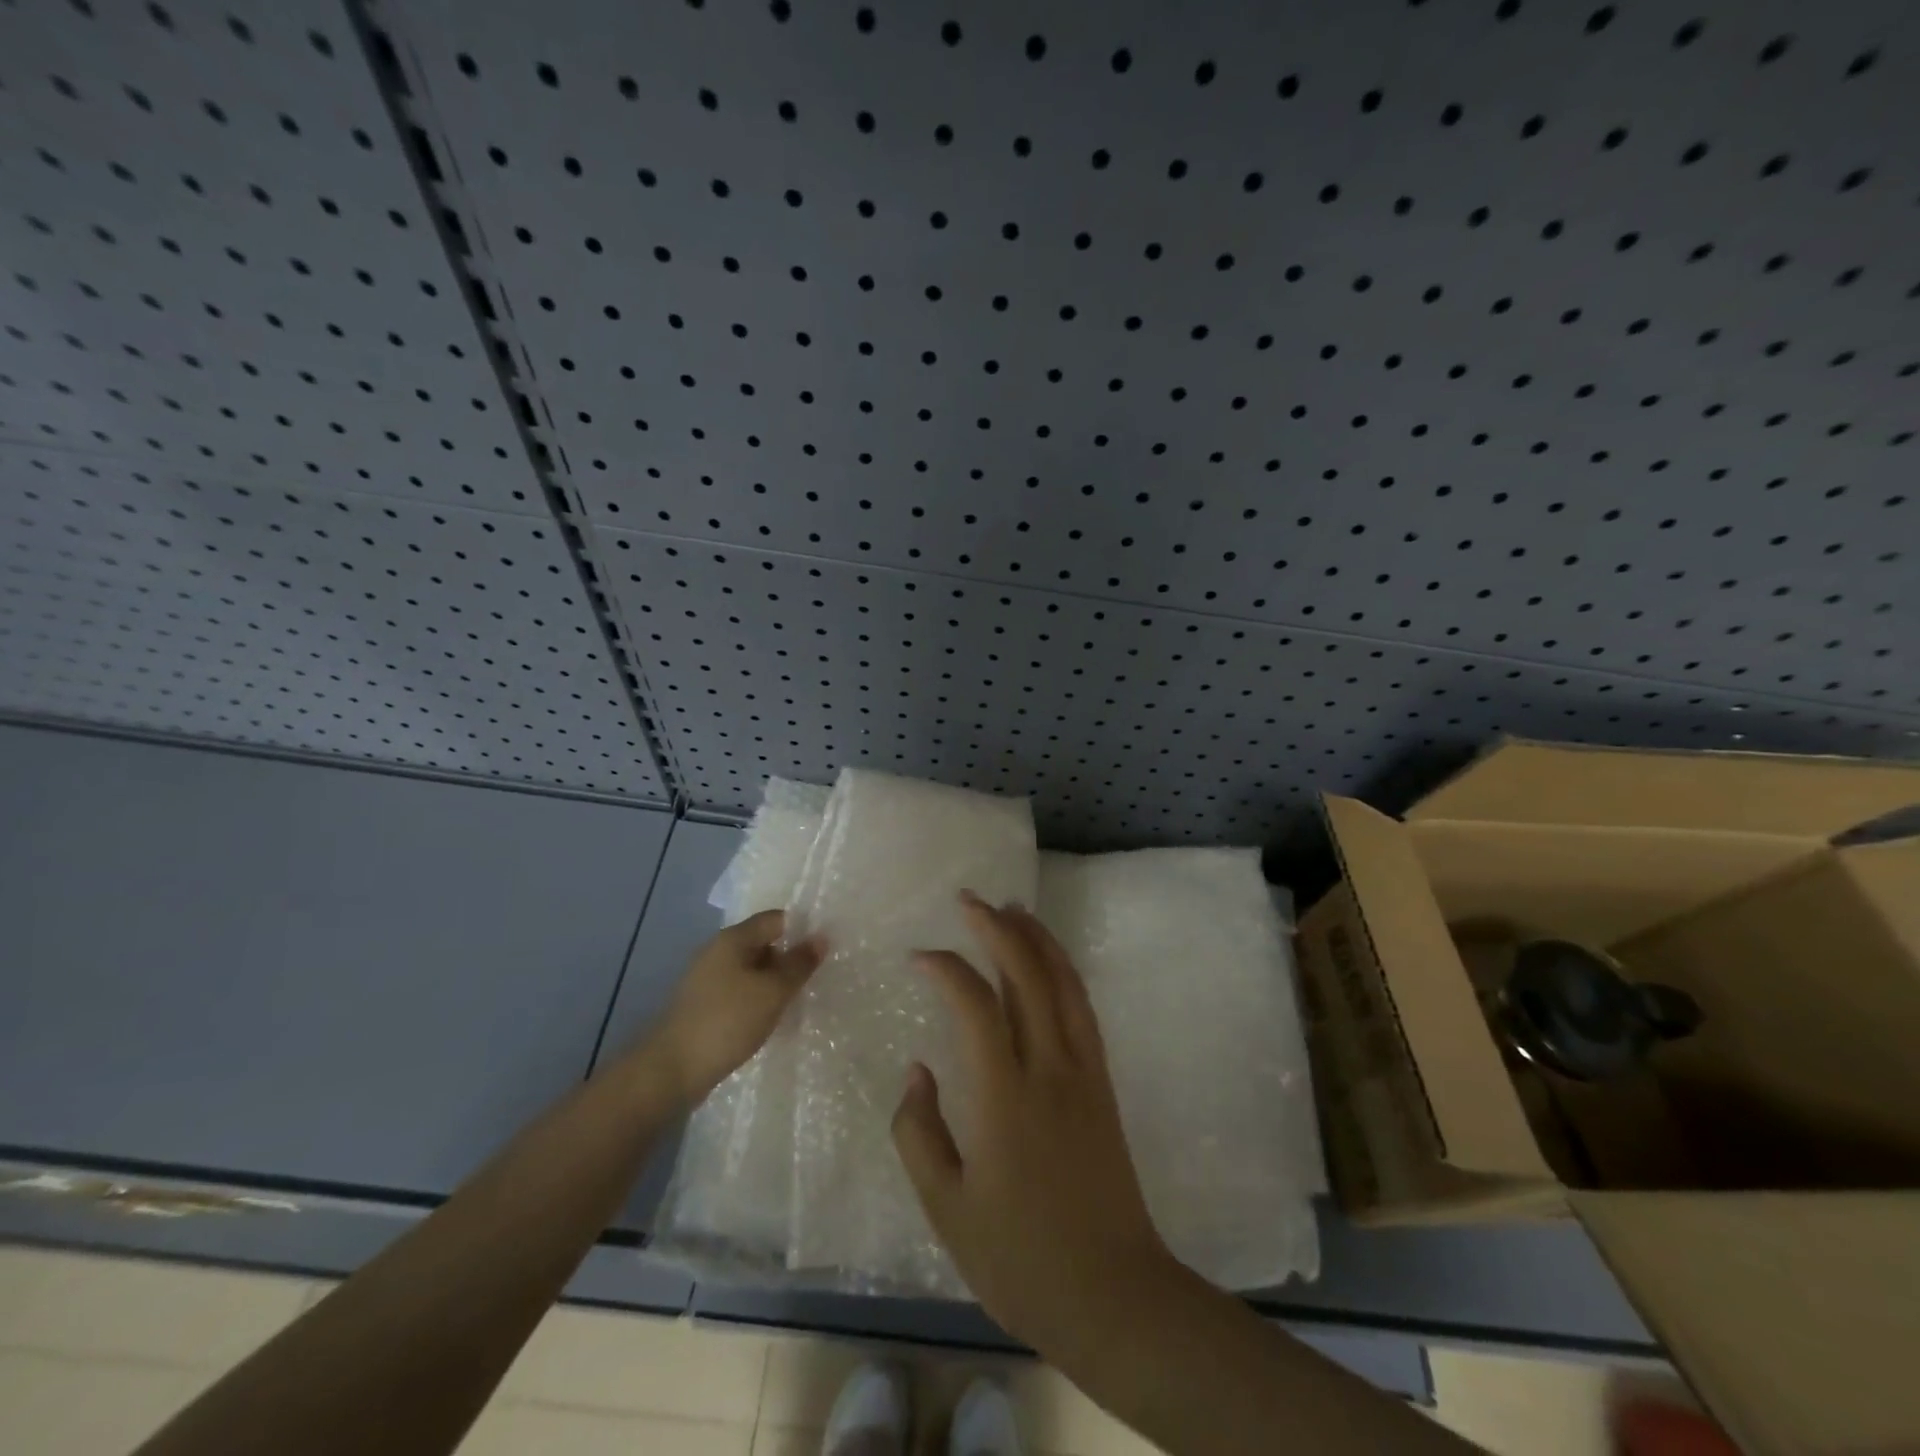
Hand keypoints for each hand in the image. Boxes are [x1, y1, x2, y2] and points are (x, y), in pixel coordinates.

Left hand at [645, 909, 823, 1107]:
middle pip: (763, 943)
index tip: (823, 950)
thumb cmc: (728, 1021)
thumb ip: (799, 964)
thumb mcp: (773, 991)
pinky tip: (768, 1019)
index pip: (775, 919)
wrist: (672, 1070)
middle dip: (788, 959)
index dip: (802, 930)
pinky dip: (756, 999)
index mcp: (732, 939)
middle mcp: (717, 951)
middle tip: (813, 980)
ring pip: (751, 970)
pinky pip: (738, 991)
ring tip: (795, 1002)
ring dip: (773, 982)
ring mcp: (707, 979)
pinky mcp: (703, 1004)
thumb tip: (821, 938)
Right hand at [891, 893, 1171, 1349]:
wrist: (1114, 1295)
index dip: (947, 968)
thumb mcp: (947, 1209)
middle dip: (997, 929)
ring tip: (1012, 909)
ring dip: (1036, 939)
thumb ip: (919, 1133)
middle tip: (970, 900)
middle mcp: (1049, 1068)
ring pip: (1062, 983)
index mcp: (1005, 1096)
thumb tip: (917, 1071)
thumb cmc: (1021, 1259)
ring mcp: (1083, 1071)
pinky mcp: (1103, 1083)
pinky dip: (1063, 971)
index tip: (920, 955)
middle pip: (1026, 975)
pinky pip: (1082, 1008)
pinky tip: (1049, 962)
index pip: (975, 1005)